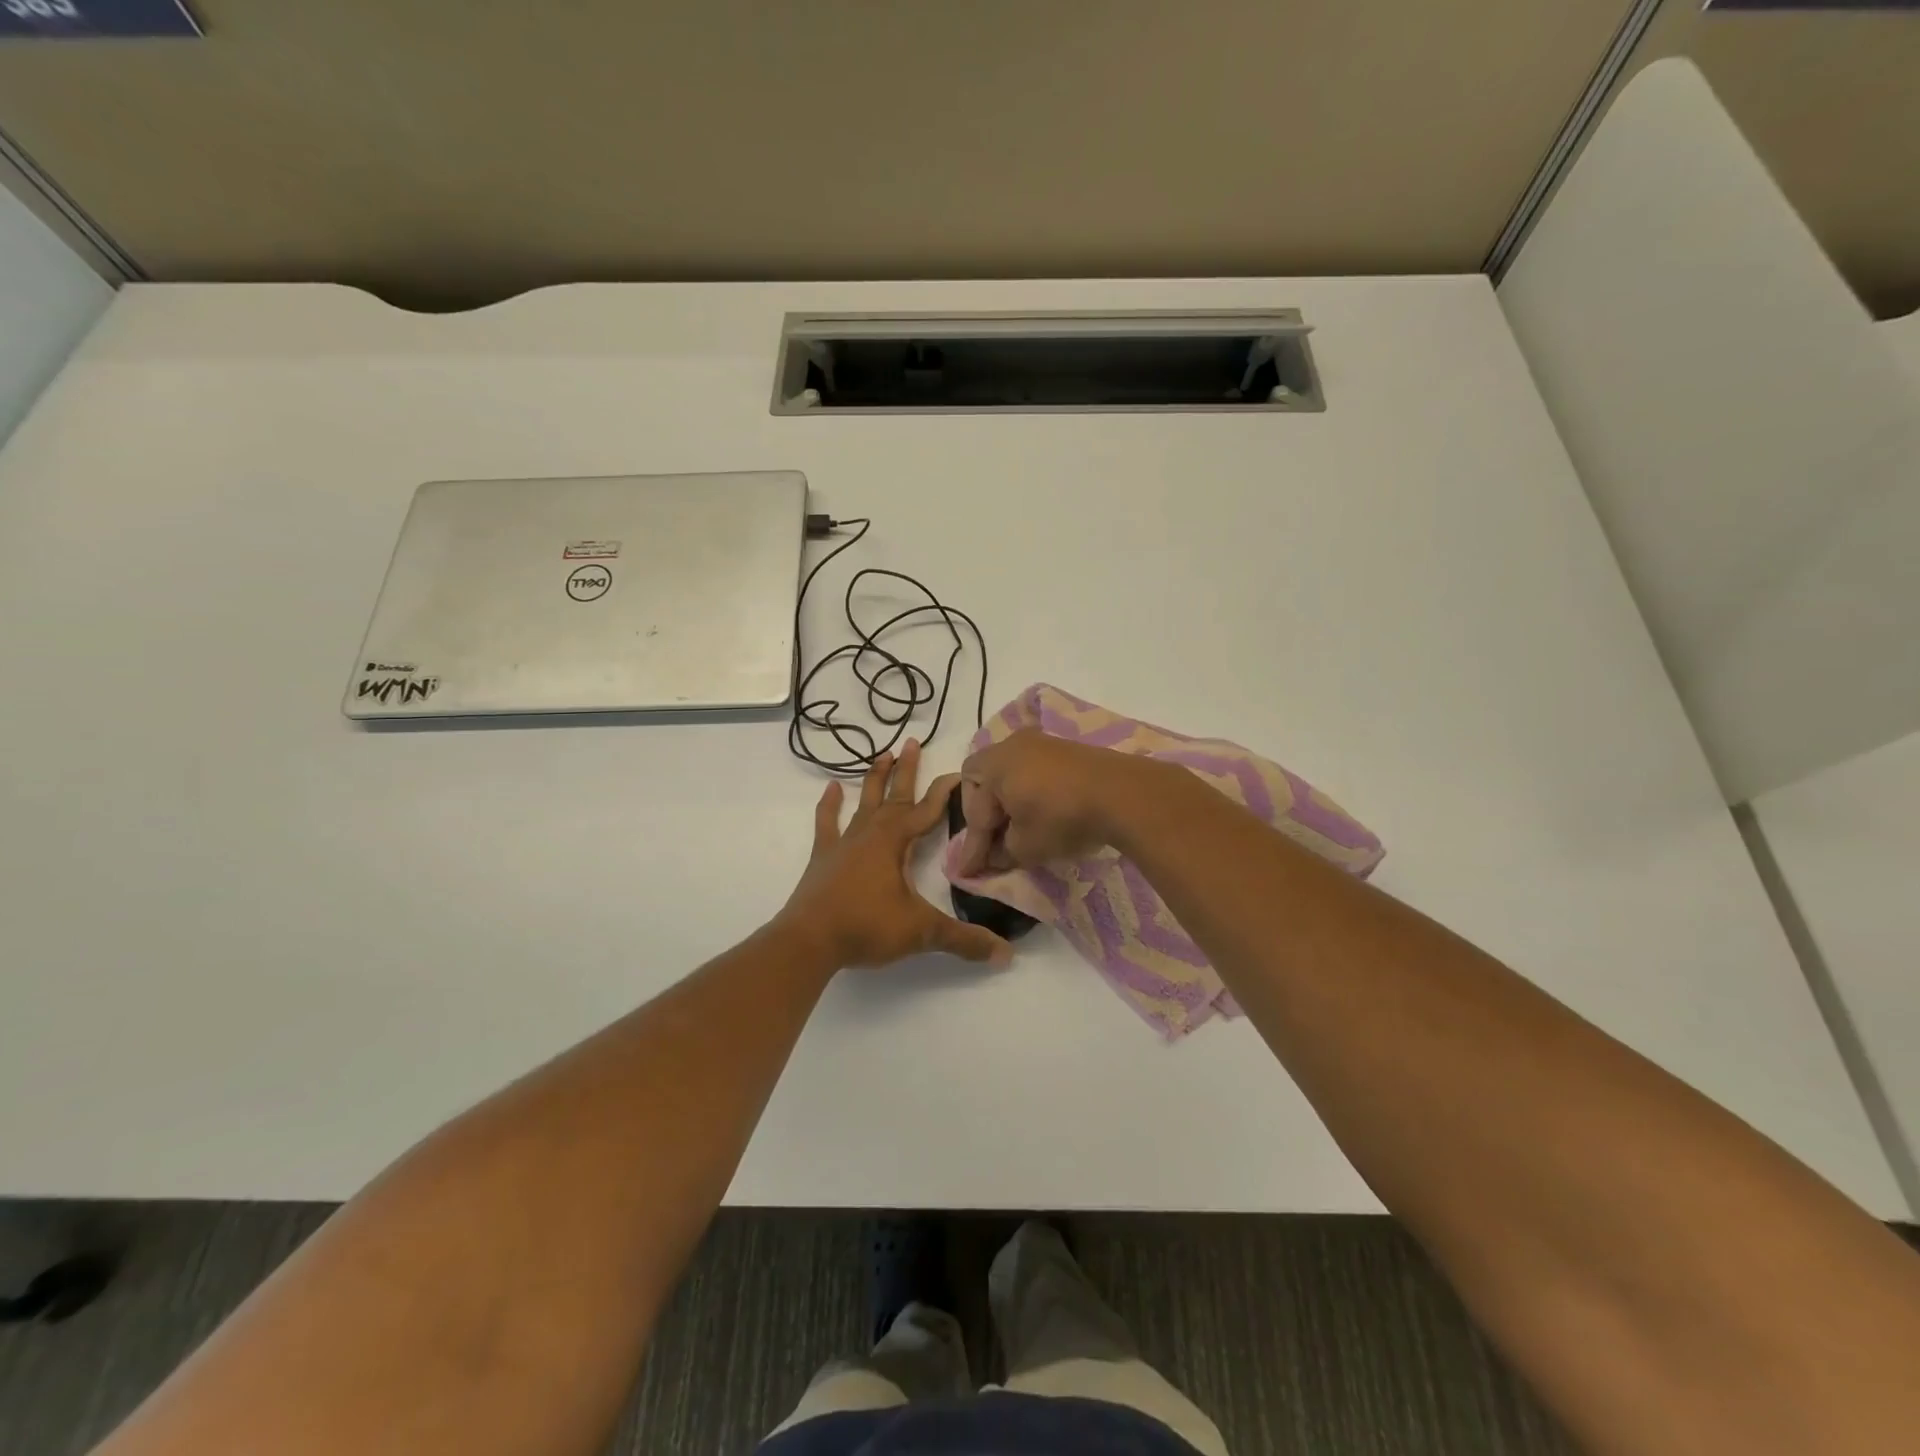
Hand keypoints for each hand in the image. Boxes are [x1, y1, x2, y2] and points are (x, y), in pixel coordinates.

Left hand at [779, 741, 1012, 969]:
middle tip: (913, 741)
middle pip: (895, 795)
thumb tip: (1006, 954)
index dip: (945, 791)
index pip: (927, 810)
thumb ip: (964, 940)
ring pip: (864, 802)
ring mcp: (844, 843)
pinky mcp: (824, 856)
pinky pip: (828, 823)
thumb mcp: (921, 932)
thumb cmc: (867, 927)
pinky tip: (832, 788)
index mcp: (895, 842)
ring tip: (883, 754)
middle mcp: (871, 833)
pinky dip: (829, 805)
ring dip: (875, 778)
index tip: (959, 772)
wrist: (809, 940)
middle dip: (907, 770)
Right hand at [956, 728, 1148, 874]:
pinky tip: (1041, 814)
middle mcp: (1012, 744)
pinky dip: (1030, 793)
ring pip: (1010, 774)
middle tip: (991, 842)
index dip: (972, 845)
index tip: (969, 872)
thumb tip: (996, 853)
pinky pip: (1034, 771)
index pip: (975, 810)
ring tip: (1016, 830)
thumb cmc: (1062, 818)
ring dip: (1008, 802)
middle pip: (984, 780)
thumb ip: (1001, 852)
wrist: (1123, 794)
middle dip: (984, 814)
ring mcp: (1042, 743)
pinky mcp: (1067, 749)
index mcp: (994, 764)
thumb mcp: (1025, 846)